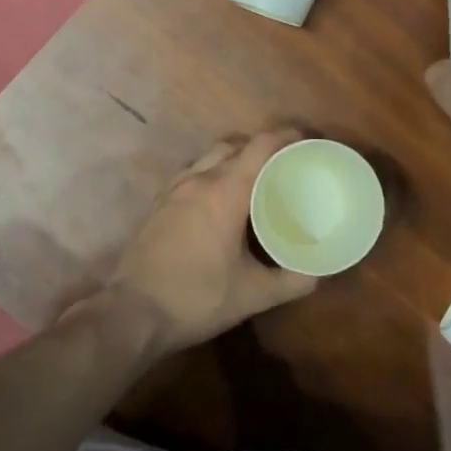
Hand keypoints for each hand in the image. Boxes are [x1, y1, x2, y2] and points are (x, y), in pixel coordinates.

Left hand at [94, 130, 318, 358]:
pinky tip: (216, 202)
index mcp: (226, 191)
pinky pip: (191, 174)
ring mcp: (174, 189)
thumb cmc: (197, 298)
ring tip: (252, 181)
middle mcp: (199, 179)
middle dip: (261, 148)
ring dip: (233, 159)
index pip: (261, 146)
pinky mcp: (158, 204)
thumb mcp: (253, 294)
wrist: (132, 314)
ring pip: (209, 157)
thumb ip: (291, 282)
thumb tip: (318, 274)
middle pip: (235, 145)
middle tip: (283, 165)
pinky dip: (210, 174)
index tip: (306, 140)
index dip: (286, 136)